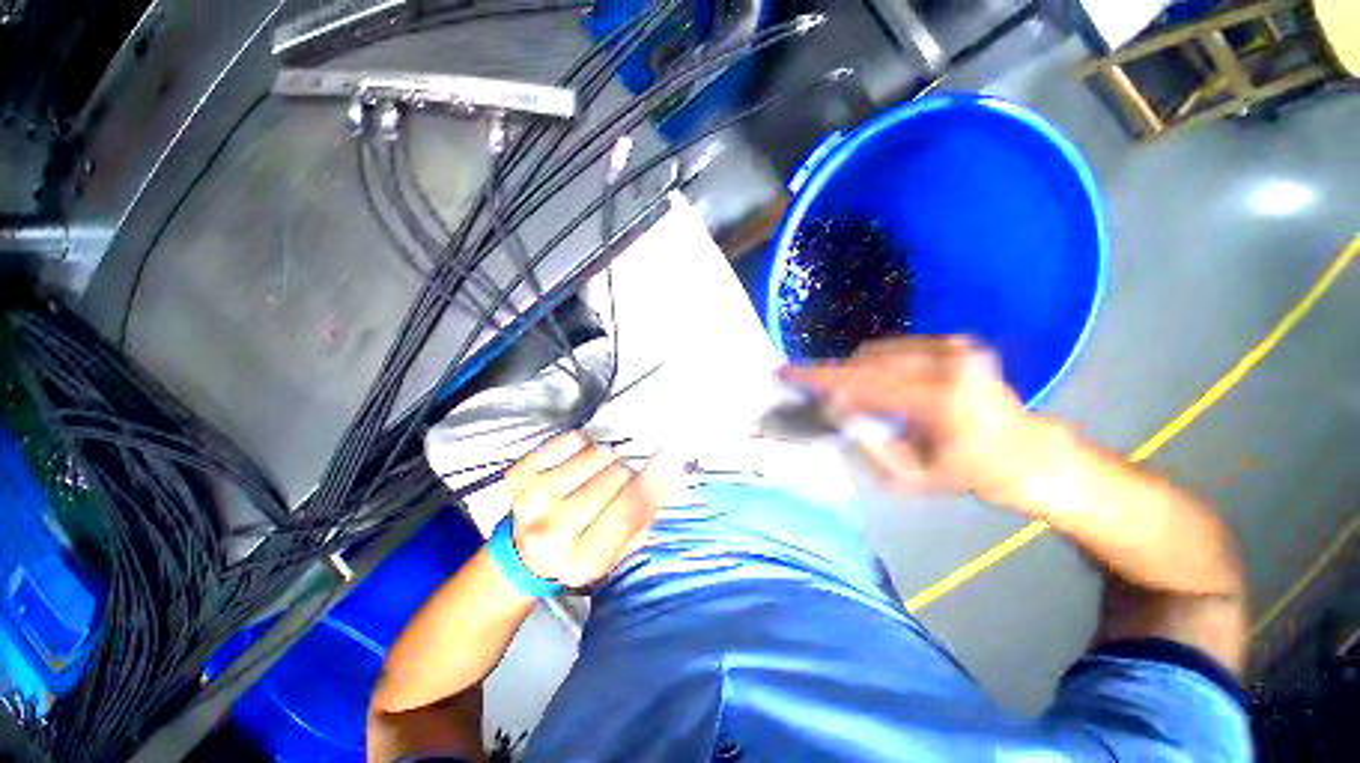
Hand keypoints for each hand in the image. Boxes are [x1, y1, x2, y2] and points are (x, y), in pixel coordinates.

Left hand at [504, 432, 666, 587]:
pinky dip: (585, 445)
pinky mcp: (520, 473)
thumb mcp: (618, 549)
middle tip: (621, 482)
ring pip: (597, 454)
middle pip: (616, 476)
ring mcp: (532, 499)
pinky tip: (579, 462)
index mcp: (582, 559)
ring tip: (598, 474)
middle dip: (628, 474)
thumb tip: (671, 471)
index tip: (673, 454)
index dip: (655, 478)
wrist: (525, 552)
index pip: (628, 509)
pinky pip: (573, 440)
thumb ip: (646, 514)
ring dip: (607, 459)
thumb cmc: (581, 549)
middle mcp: (552, 531)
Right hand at [779, 336, 1050, 501]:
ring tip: (864, 401)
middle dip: (836, 378)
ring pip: (877, 353)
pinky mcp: (956, 342)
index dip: (819, 377)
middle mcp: (949, 363)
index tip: (786, 371)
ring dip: (858, 374)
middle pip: (865, 363)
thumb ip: (867, 443)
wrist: (1027, 452)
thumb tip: (836, 407)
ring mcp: (955, 347)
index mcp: (941, 400)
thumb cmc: (970, 473)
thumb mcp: (911, 477)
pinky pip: (895, 349)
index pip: (861, 382)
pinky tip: (886, 388)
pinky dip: (877, 366)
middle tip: (822, 396)